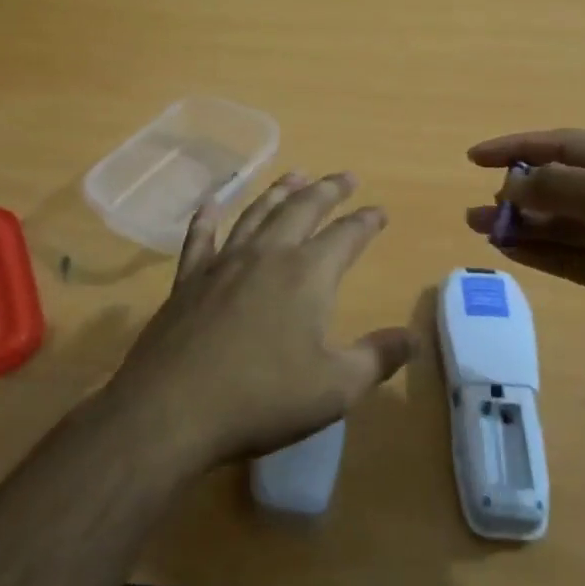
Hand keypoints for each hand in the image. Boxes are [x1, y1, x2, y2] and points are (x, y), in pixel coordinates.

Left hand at [107, 172, 416, 471]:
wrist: (172, 409)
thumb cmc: (263, 398)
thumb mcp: (335, 388)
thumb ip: (377, 358)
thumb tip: (411, 337)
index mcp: (308, 274)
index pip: (346, 235)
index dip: (366, 221)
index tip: (379, 212)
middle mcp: (267, 255)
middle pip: (302, 209)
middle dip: (327, 190)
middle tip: (344, 177)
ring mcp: (223, 263)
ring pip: (256, 213)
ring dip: (279, 192)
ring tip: (295, 176)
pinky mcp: (188, 279)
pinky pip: (200, 237)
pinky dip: (208, 217)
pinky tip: (212, 203)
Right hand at [466, 130, 584, 398]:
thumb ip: (556, 185)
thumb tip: (514, 186)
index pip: (566, 145)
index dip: (517, 147)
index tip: (472, 158)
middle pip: (562, 183)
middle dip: (518, 191)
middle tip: (479, 207)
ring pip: (560, 221)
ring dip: (520, 222)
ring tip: (478, 226)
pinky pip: (567, 254)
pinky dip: (537, 250)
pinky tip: (507, 249)